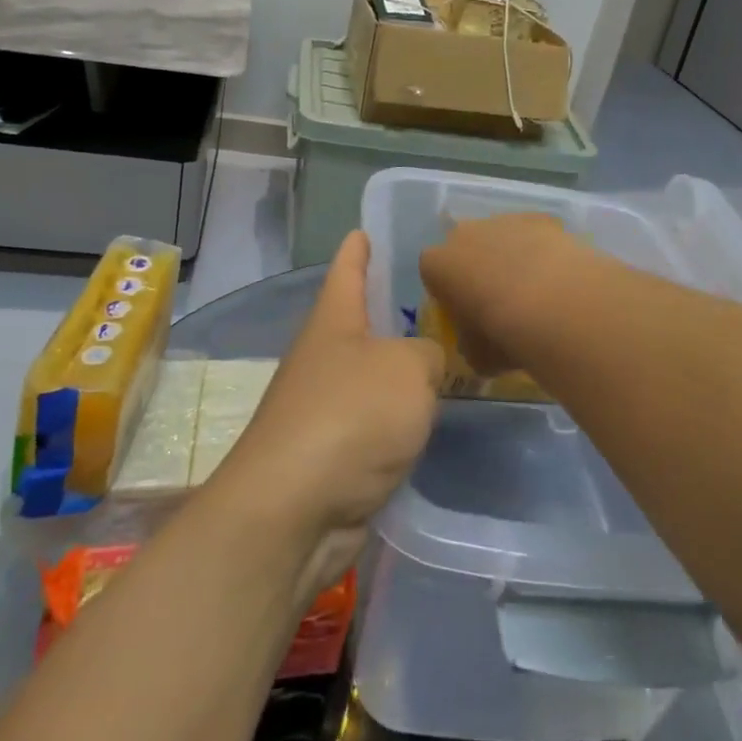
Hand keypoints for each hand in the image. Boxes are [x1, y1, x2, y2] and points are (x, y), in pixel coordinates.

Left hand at [212, 232, 442, 599]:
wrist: (293, 510)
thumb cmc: (350, 417)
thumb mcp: (408, 369)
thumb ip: (429, 355)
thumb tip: (427, 363)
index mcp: (334, 321)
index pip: (347, 269)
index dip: (358, 248)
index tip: (364, 230)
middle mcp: (324, 358)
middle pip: (361, 323)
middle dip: (392, 312)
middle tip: (441, 301)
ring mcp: (324, 407)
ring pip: (372, 376)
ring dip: (401, 371)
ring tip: (448, 360)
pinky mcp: (333, 454)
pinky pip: (375, 423)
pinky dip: (399, 419)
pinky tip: (429, 420)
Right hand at [418, 213, 584, 377]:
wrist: (552, 303)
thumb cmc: (500, 333)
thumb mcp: (475, 355)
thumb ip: (470, 344)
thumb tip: (478, 344)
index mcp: (436, 264)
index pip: (433, 274)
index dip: (449, 293)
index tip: (466, 314)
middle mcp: (463, 233)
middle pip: (465, 248)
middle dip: (477, 268)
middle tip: (498, 300)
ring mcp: (502, 220)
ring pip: (500, 237)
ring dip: (510, 257)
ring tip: (535, 290)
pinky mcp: (538, 218)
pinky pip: (534, 233)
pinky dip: (541, 249)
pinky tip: (557, 275)